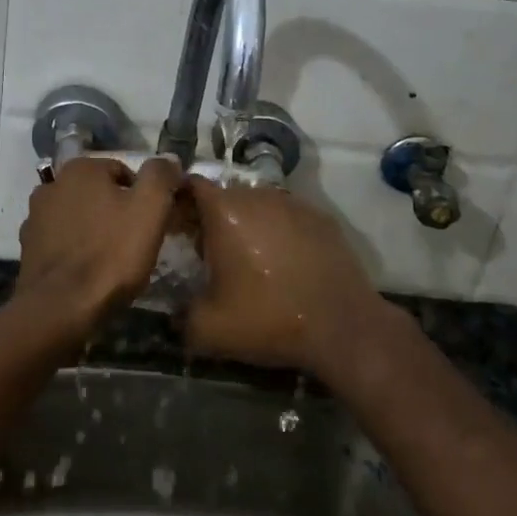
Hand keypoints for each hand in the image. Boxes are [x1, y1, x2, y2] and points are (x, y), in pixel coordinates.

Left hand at [16, 156, 182, 334]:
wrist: (60, 308)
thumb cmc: (110, 254)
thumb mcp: (150, 209)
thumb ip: (160, 176)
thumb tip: (168, 159)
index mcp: (81, 168)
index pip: (125, 173)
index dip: (144, 199)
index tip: (153, 225)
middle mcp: (53, 184)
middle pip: (99, 194)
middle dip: (117, 213)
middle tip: (136, 244)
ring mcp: (35, 216)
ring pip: (79, 217)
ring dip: (95, 231)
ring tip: (112, 261)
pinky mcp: (28, 247)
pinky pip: (62, 241)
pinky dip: (75, 250)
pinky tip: (88, 272)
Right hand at [184, 179, 388, 374]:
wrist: (342, 327)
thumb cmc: (269, 319)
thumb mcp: (209, 330)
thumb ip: (180, 316)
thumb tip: (174, 314)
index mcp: (225, 212)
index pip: (191, 186)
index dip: (180, 203)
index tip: (178, 228)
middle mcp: (258, 196)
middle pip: (225, 196)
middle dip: (214, 218)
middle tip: (211, 253)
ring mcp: (293, 203)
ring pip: (258, 204)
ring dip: (248, 224)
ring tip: (251, 259)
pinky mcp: (321, 217)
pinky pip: (287, 216)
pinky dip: (279, 232)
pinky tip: (285, 263)